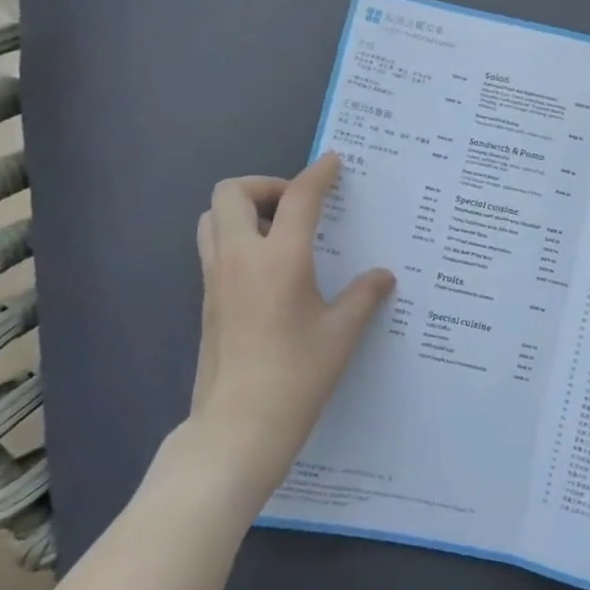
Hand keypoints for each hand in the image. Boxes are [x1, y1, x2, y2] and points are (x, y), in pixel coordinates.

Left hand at [156, 153, 394, 519]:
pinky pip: (213, 247)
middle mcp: (239, 258)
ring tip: (277, 232)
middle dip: (265, 185)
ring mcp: (215, 279)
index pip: (298, 198)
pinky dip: (235, 238)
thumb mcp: (342, 334)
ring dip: (242, 210)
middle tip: (296, 205)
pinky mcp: (206, 301)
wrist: (238, 427)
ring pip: (212, 218)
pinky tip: (268, 270)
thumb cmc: (297, 377)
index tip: (334, 162)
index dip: (318, 174)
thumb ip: (364, 296)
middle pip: (232, 192)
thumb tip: (383, 276)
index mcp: (279, 259)